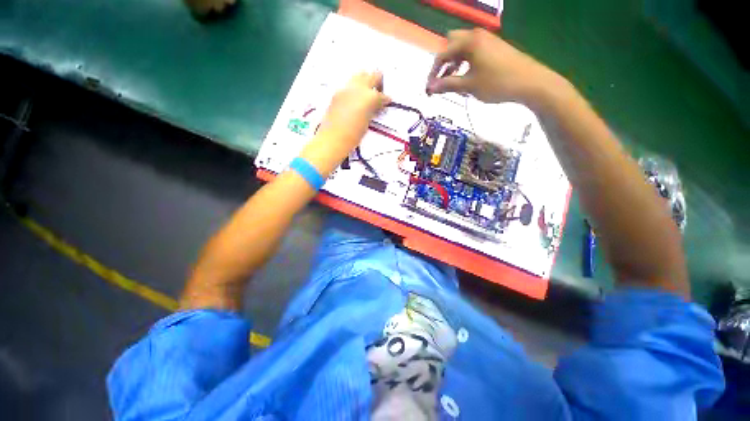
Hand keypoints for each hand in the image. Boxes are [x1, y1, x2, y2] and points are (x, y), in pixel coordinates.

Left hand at [301, 72, 390, 174]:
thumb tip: (377, 106)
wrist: (333, 139)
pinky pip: (349, 85)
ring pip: (359, 75)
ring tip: (367, 93)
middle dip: (377, 81)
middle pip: (371, 75)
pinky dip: (355, 88)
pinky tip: (355, 98)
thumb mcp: (368, 122)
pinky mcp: (337, 93)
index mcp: (369, 97)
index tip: (387, 101)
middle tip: (379, 90)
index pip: (382, 95)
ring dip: (365, 81)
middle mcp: (358, 88)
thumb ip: (373, 110)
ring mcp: (346, 88)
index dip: (386, 99)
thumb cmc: (354, 135)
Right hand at [426, 29, 565, 106]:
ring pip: (463, 46)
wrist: (530, 82)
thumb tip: (430, 88)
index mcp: (469, 42)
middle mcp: (477, 35)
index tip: (430, 89)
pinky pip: (473, 50)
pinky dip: (465, 61)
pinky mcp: (495, 47)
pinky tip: (467, 75)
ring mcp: (487, 40)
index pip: (443, 54)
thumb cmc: (496, 83)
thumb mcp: (469, 86)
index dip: (433, 72)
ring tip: (453, 80)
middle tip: (442, 79)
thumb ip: (447, 85)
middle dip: (444, 62)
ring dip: (454, 61)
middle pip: (451, 43)